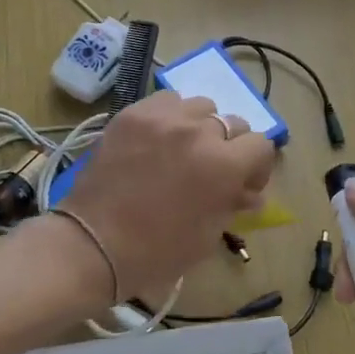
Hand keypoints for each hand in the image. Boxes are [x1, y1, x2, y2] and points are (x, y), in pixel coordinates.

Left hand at [59, 91, 275, 299]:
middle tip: (212, 170)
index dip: (257, 166)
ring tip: (184, 149)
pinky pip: (166, 101)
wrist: (93, 245)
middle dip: (230, 147)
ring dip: (201, 126)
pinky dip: (170, 117)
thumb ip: (233, 204)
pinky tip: (158, 139)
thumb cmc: (157, 251)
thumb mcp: (208, 234)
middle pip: (233, 123)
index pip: (261, 145)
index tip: (244, 184)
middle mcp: (199, 131)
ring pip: (201, 106)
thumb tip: (250, 193)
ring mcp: (163, 118)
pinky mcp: (132, 114)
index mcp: (224, 165)